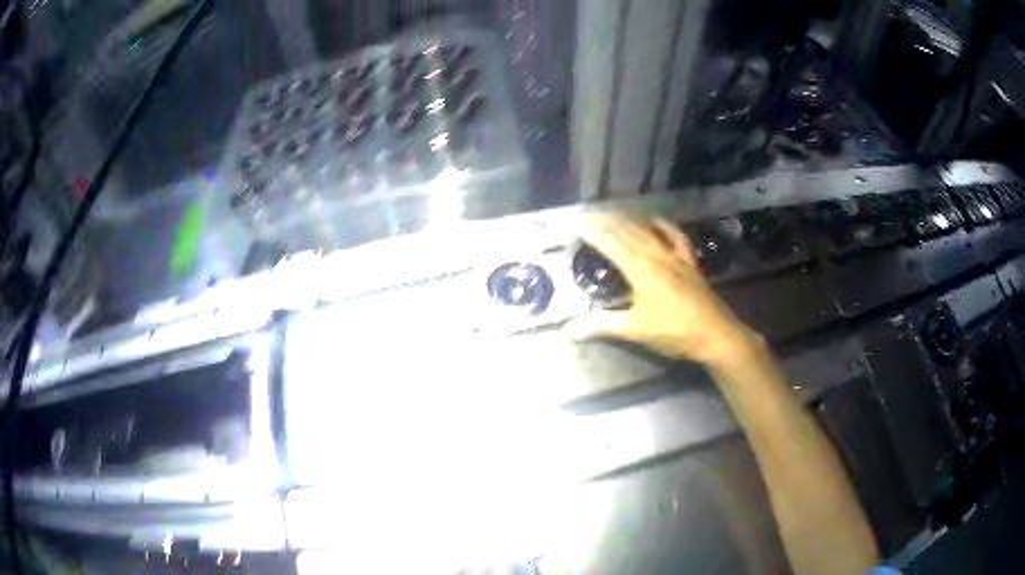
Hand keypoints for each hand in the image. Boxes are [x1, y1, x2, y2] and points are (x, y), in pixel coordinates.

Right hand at [566, 214, 762, 366]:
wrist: (716, 334)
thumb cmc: (674, 332)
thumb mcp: (636, 331)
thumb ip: (603, 325)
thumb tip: (569, 329)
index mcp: (640, 269)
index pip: (610, 243)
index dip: (591, 232)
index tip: (574, 224)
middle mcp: (656, 256)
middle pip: (627, 232)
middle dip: (605, 222)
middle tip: (587, 216)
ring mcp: (675, 257)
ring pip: (647, 231)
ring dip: (628, 220)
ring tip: (611, 214)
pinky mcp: (689, 262)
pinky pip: (675, 237)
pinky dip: (663, 226)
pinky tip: (655, 220)